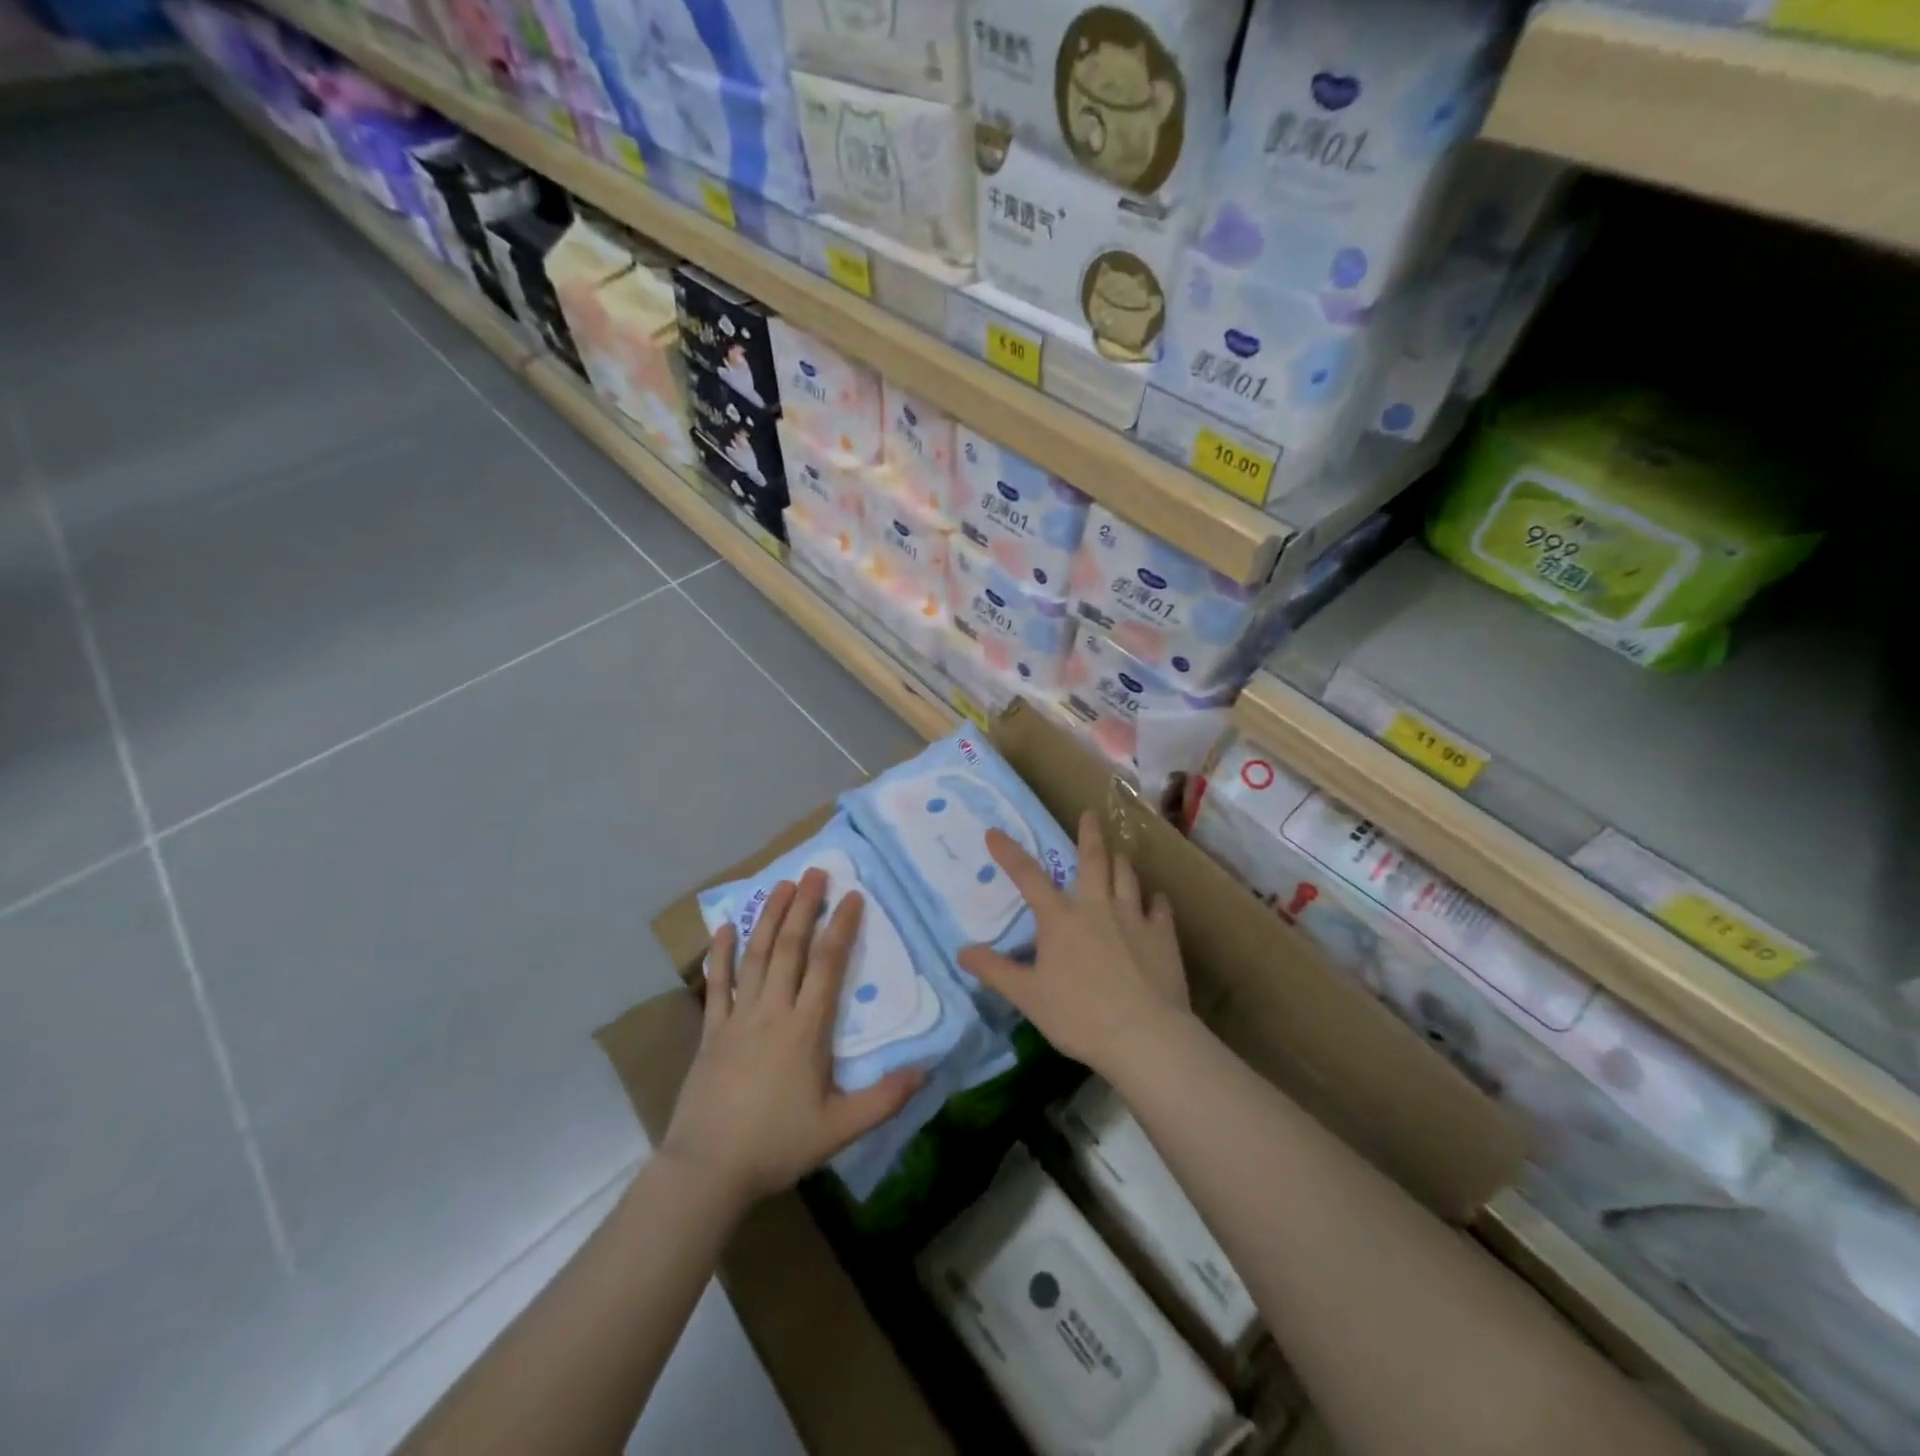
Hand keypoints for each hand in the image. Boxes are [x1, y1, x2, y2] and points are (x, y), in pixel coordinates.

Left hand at [660, 869, 922, 1204]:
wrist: (707, 1169)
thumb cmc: (776, 1144)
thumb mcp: (840, 1129)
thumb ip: (884, 1098)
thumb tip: (927, 1070)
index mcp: (805, 1028)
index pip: (828, 965)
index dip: (842, 927)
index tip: (853, 896)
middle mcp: (772, 1010)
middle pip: (791, 947)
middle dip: (805, 906)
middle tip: (816, 872)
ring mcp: (737, 1017)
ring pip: (756, 955)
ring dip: (769, 917)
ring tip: (781, 884)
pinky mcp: (711, 1031)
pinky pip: (717, 984)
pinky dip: (721, 953)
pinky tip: (725, 927)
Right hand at [958, 812, 1188, 1076]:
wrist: (1144, 1035)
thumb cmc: (1079, 1015)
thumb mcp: (1028, 996)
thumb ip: (995, 971)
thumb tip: (962, 952)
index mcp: (1060, 919)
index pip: (1028, 877)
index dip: (1009, 853)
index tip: (995, 832)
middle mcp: (1097, 907)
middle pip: (1093, 860)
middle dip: (1089, 834)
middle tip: (1090, 814)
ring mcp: (1133, 917)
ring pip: (1127, 876)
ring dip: (1120, 861)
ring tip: (1118, 853)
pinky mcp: (1163, 935)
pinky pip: (1160, 907)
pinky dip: (1155, 899)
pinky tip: (1155, 899)